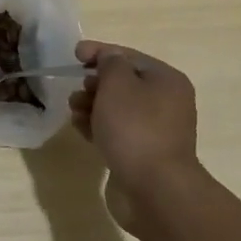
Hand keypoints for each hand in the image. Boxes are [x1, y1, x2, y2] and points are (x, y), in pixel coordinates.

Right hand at [68, 40, 201, 232]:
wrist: (155, 188)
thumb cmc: (135, 127)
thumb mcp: (118, 83)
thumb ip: (109, 62)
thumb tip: (109, 60)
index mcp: (166, 80)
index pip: (128, 56)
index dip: (99, 51)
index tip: (74, 55)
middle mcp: (166, 102)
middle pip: (123, 82)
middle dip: (94, 83)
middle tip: (77, 90)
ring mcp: (157, 130)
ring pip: (117, 108)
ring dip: (92, 105)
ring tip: (74, 112)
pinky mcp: (145, 153)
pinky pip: (118, 130)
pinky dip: (98, 126)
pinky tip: (81, 129)